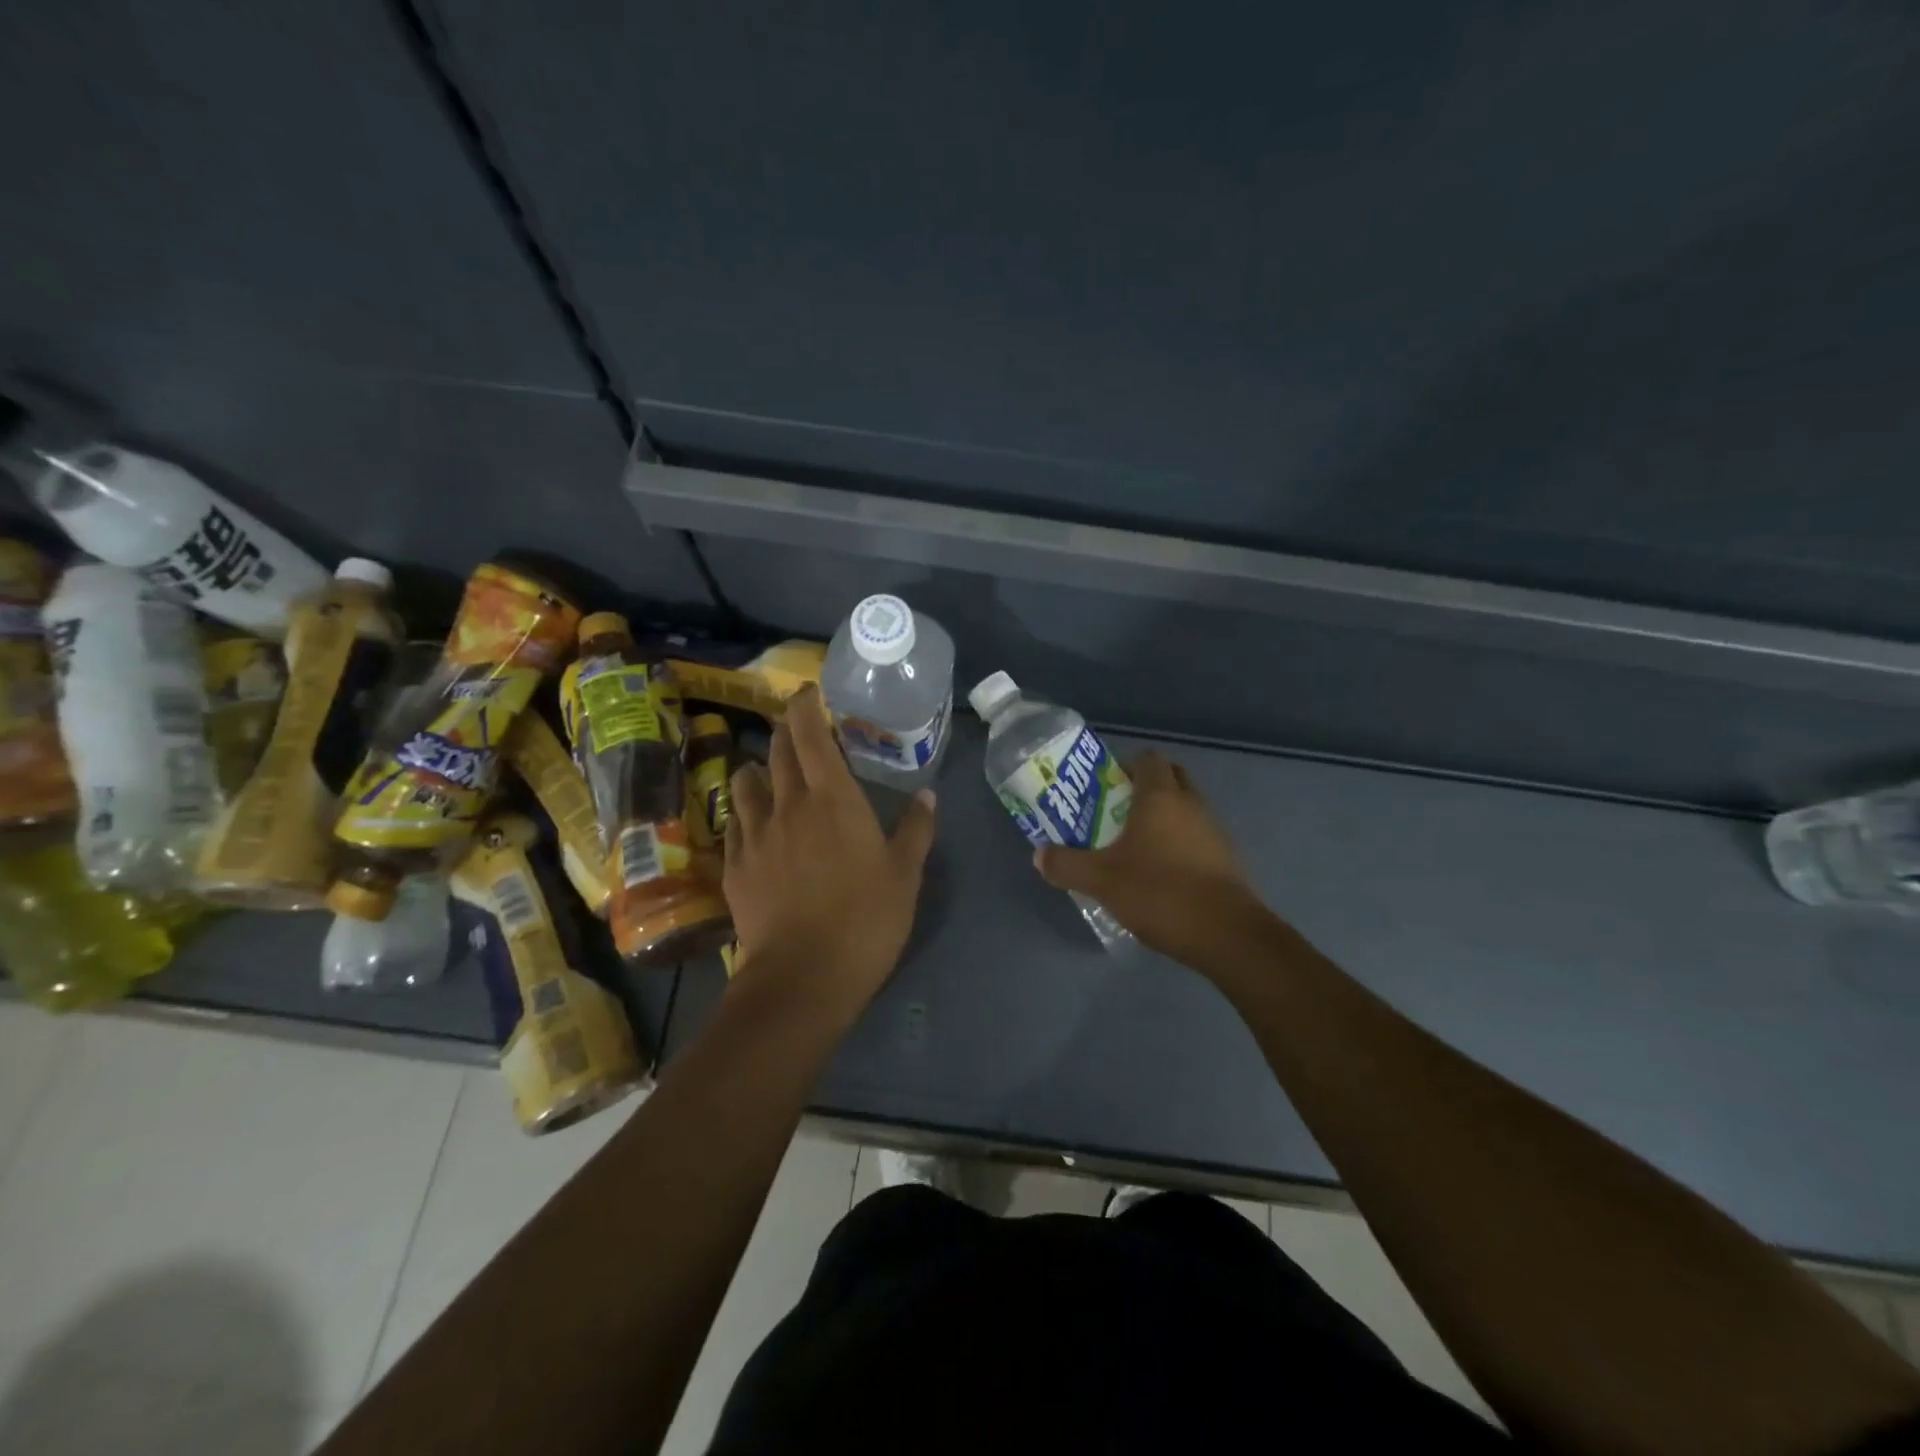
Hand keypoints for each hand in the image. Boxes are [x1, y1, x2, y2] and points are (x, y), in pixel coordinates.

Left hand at [723, 685, 936, 1019]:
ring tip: (770, 774)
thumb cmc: (866, 920)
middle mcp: (788, 805)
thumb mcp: (905, 875)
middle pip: (778, 751)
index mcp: (833, 799)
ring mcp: (755, 835)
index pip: (811, 734)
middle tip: (798, 726)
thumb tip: (928, 794)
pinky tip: (752, 822)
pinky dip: (744, 811)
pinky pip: (734, 823)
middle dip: (786, 730)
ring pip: (745, 782)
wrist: (803, 976)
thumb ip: (917, 829)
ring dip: (758, 768)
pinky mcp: (735, 865)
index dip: (806, 706)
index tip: (809, 692)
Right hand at [1033, 750, 1267, 967]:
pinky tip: (1159, 875)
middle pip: (1170, 778)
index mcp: (1161, 797)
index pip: (1148, 758)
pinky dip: (1179, 845)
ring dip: (1163, 819)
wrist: (1226, 934)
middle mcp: (1192, 804)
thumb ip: (1066, 865)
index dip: (1125, 765)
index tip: (1104, 787)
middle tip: (1115, 812)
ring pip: (1186, 809)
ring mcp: (1214, 831)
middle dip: (1144, 789)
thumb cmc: (1159, 892)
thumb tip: (1039, 855)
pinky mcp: (1226, 860)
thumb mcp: (1101, 880)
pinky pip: (1197, 838)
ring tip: (1132, 847)